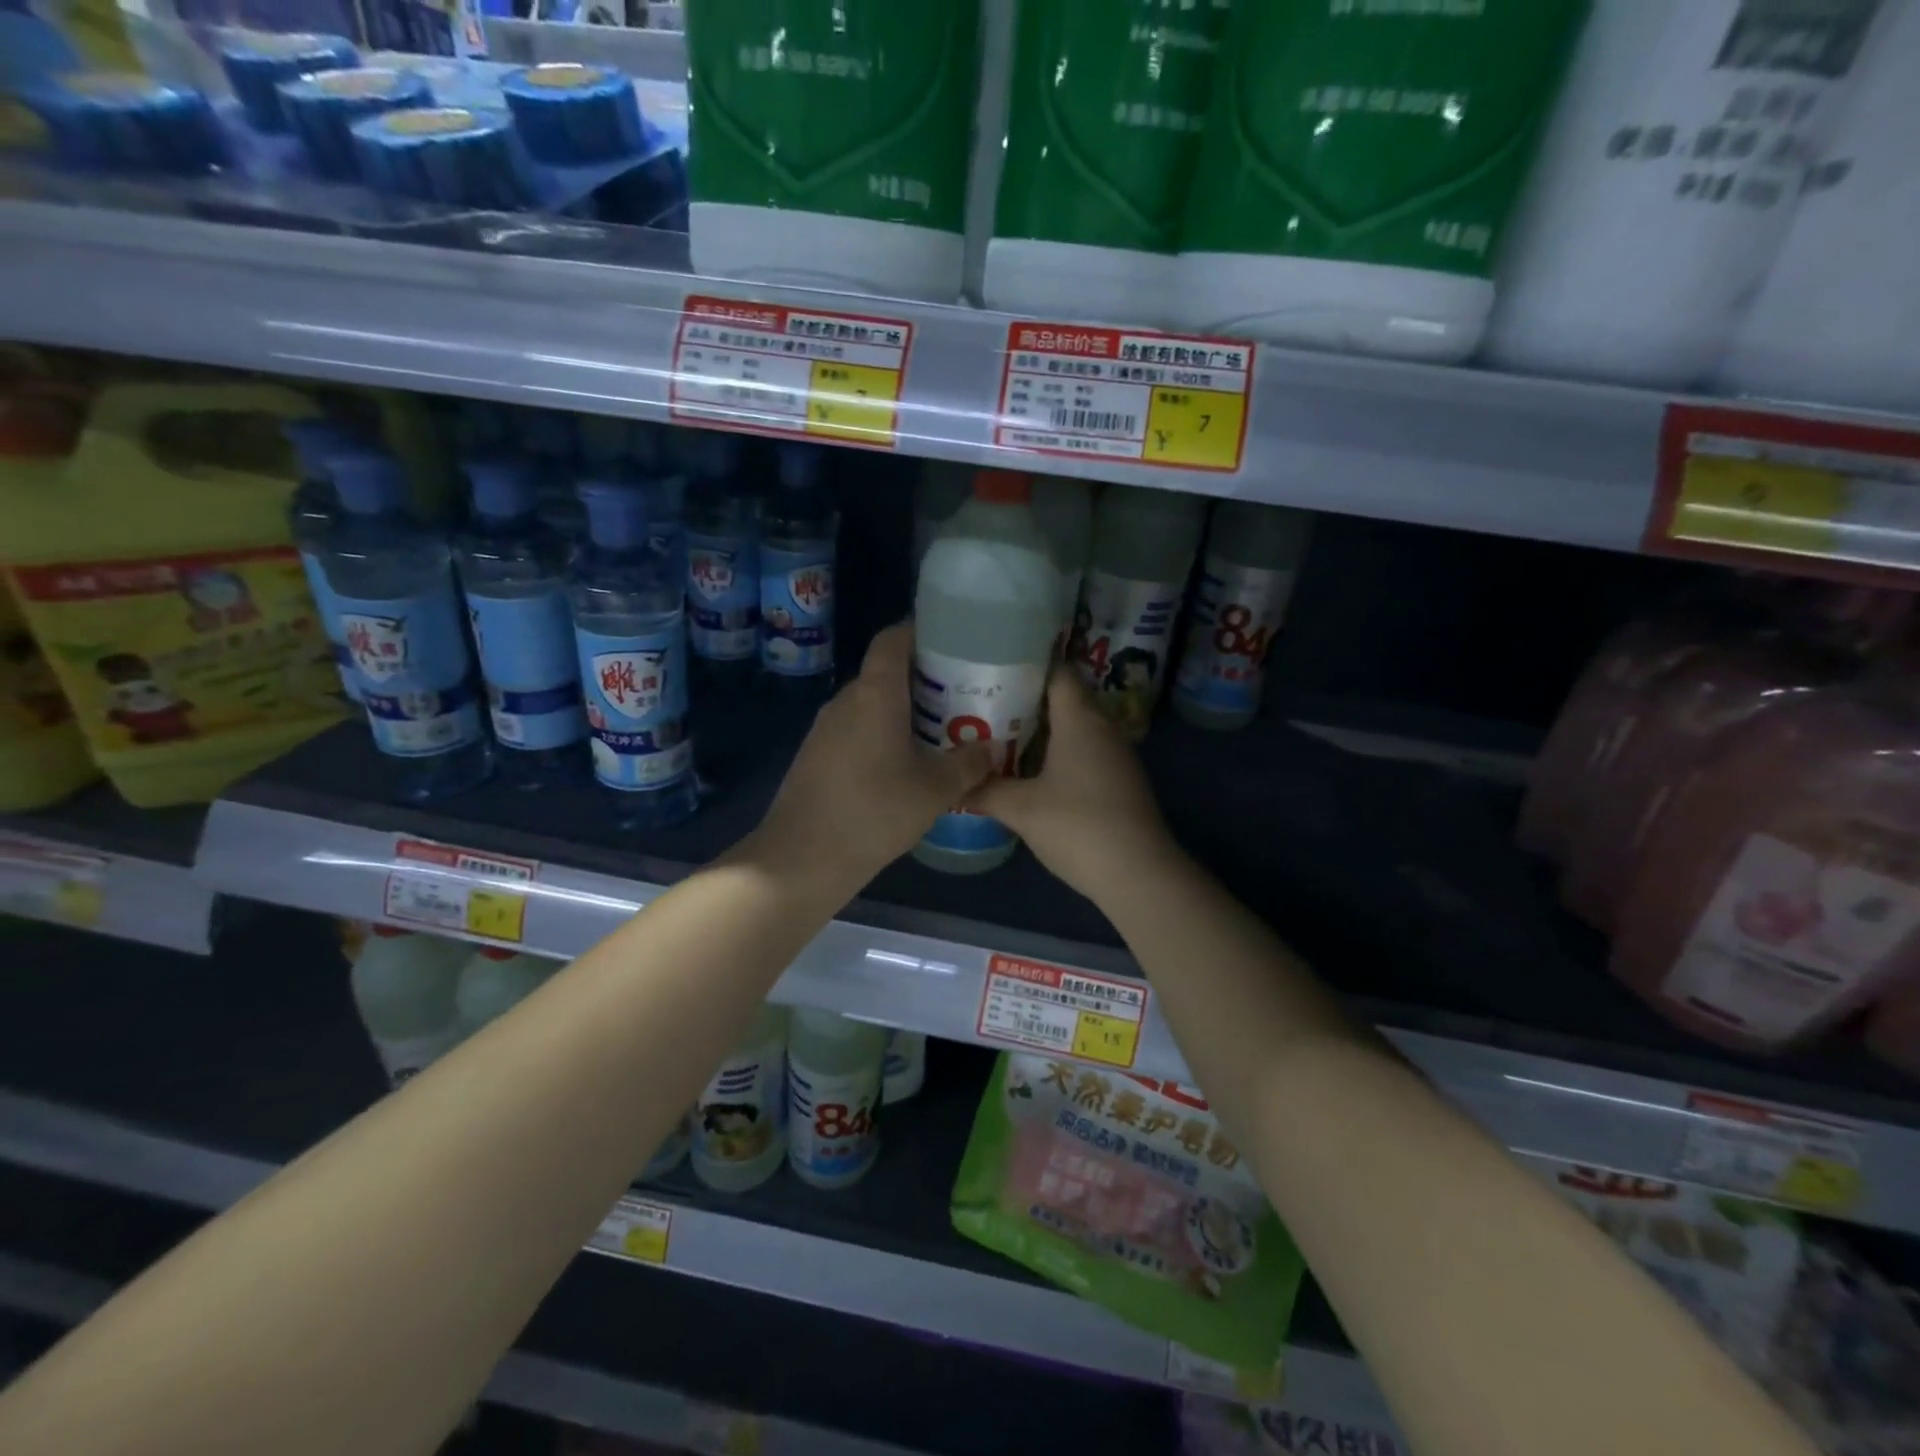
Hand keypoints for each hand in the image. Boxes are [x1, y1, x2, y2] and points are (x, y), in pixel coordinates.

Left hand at [750, 623, 993, 888]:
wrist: (802, 857)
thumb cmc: (874, 812)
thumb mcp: (935, 790)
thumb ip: (967, 764)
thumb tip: (989, 749)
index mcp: (875, 694)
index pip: (893, 639)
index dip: (921, 632)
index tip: (954, 643)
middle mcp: (846, 700)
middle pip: (886, 673)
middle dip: (923, 680)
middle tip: (961, 697)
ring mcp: (825, 728)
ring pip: (871, 705)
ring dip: (902, 712)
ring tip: (938, 733)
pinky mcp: (816, 755)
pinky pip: (856, 729)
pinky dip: (882, 735)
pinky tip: (903, 766)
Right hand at [970, 671, 1180, 903]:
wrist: (1138, 874)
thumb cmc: (1077, 827)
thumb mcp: (1021, 809)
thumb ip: (985, 791)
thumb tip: (954, 785)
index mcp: (1080, 719)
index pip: (1057, 671)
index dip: (1026, 665)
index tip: (992, 668)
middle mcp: (1103, 726)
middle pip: (1064, 698)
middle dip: (1026, 699)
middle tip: (985, 703)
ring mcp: (1116, 754)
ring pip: (1075, 726)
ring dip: (1042, 728)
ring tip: (1000, 734)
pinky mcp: (1120, 779)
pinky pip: (1085, 750)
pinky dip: (1059, 751)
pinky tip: (1032, 770)